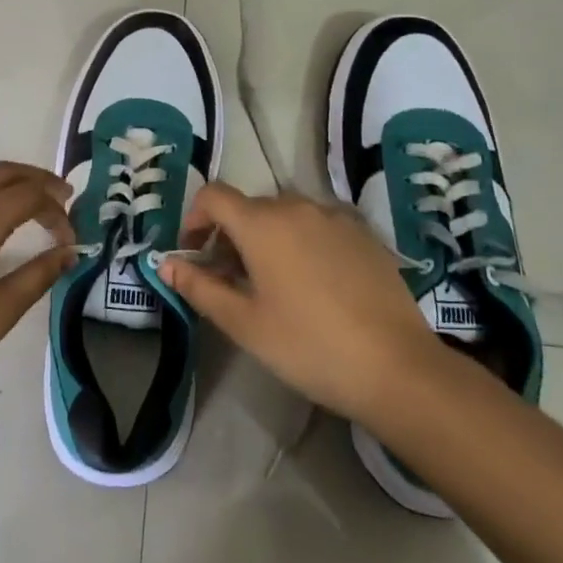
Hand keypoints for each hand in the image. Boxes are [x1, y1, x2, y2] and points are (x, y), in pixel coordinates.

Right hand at [162, 184, 439, 423]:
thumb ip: (199, 287)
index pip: (213, 196)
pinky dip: (301, 242)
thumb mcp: (244, 323)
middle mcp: (297, 207)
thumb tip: (166, 264)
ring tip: (272, 285)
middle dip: (230, 236)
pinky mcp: (364, 235)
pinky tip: (314, 286)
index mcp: (262, 223)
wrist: (397, 367)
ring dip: (266, 238)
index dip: (194, 219)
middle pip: (249, 207)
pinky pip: (318, 226)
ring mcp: (336, 218)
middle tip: (230, 280)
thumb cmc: (308, 345)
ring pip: (285, 215)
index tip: (194, 253)